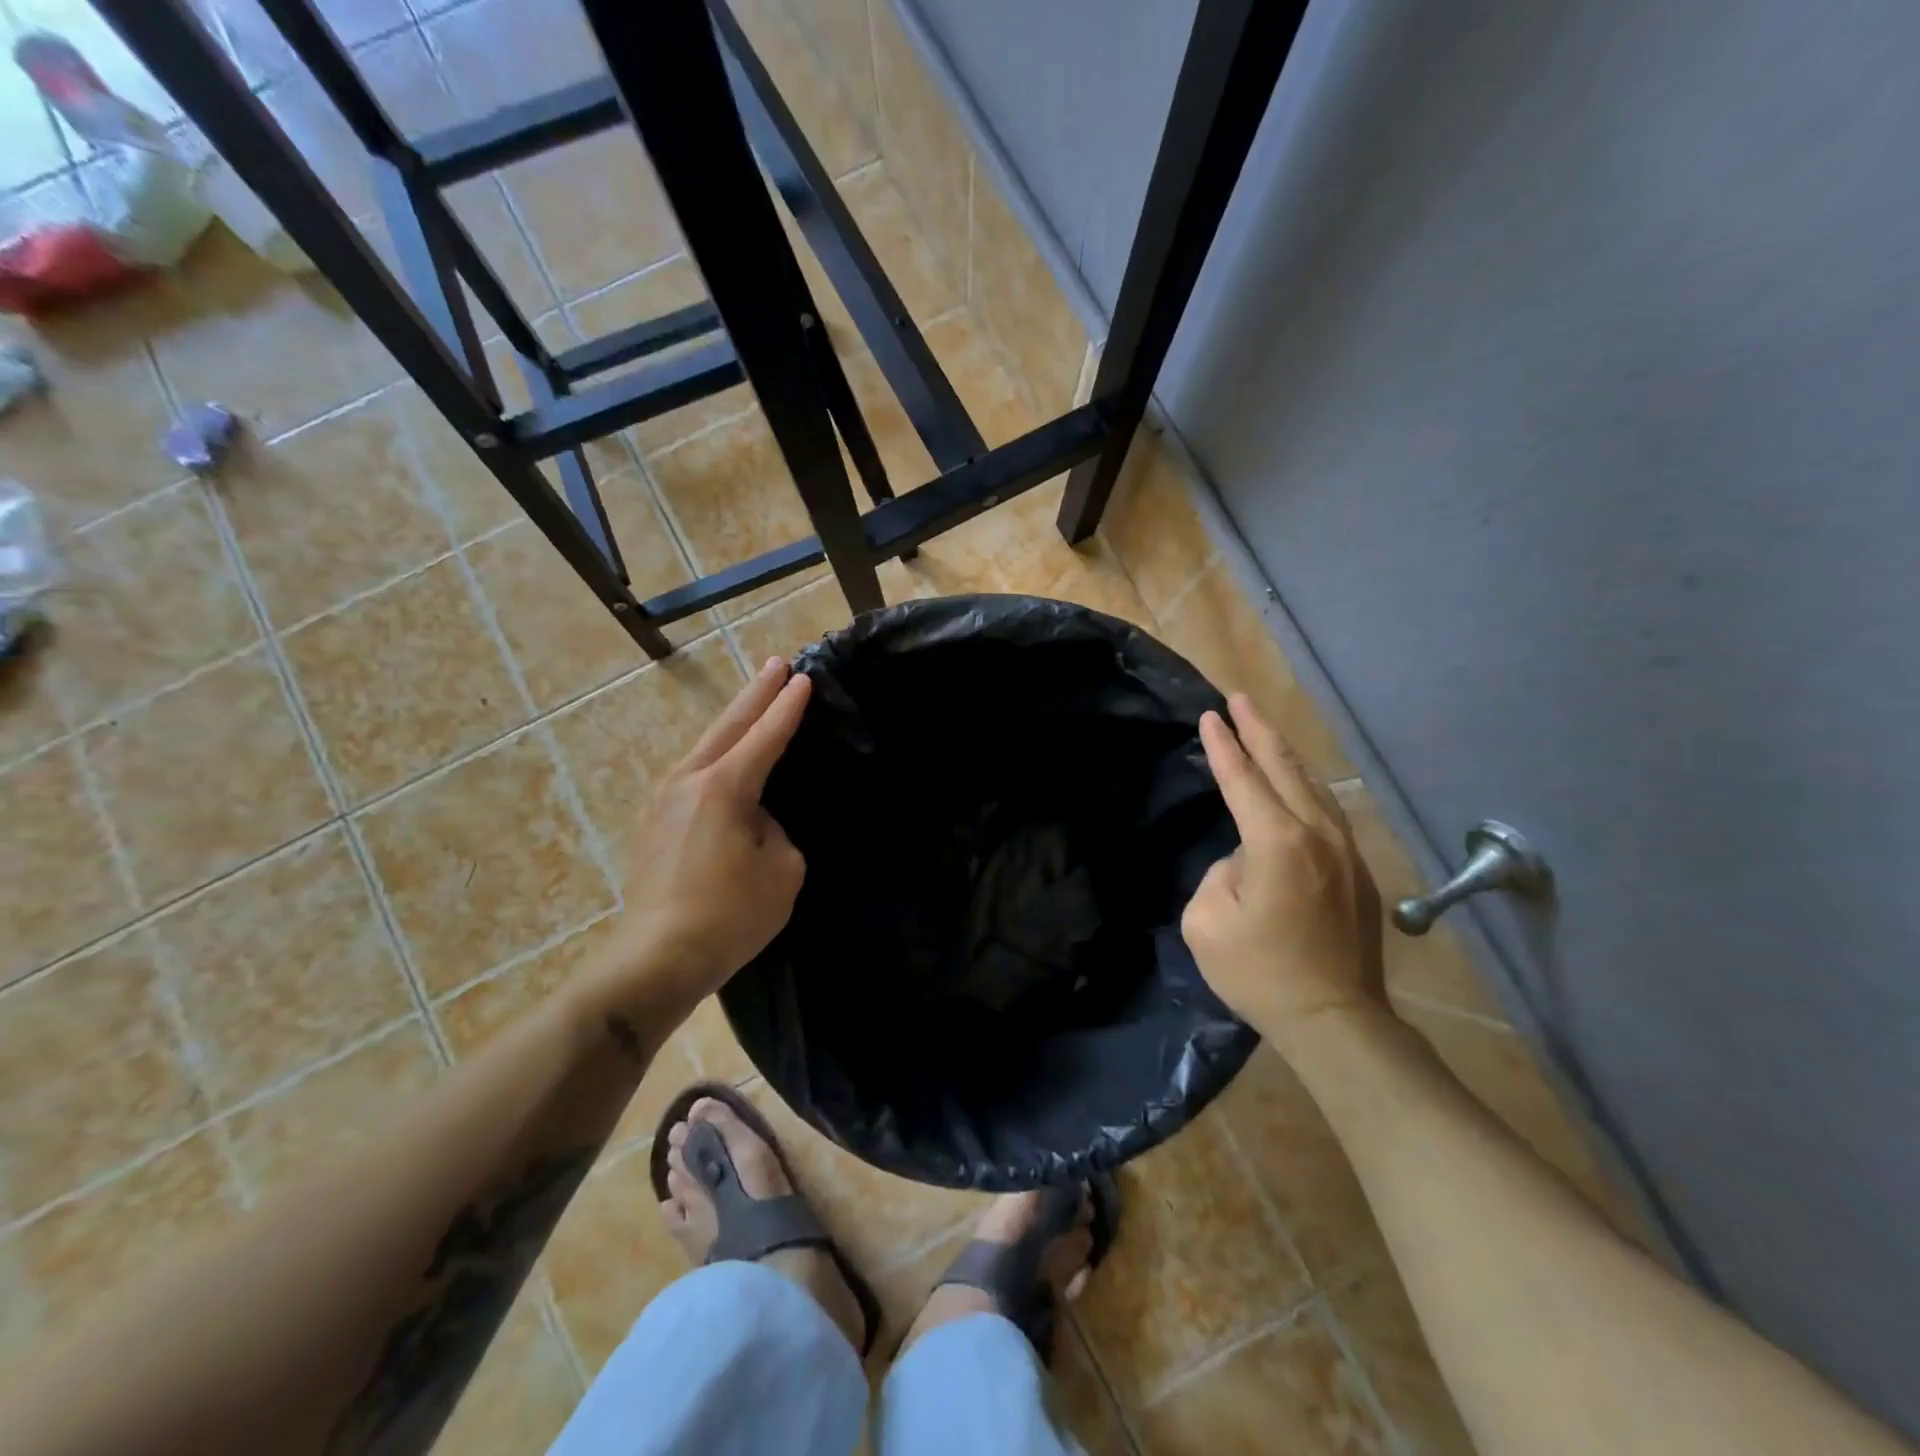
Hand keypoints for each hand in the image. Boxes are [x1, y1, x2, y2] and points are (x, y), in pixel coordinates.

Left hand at [597, 658, 811, 1016]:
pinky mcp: (653, 822)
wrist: (657, 957)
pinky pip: (692, 772)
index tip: (803, 678)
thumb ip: (774, 830)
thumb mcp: (781, 870)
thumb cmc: (730, 915)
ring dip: (732, 722)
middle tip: (776, 664)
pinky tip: (722, 757)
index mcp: (725, 787)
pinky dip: (715, 753)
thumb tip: (755, 820)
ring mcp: (663, 799)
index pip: (766, 736)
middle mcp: (689, 780)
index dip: (787, 707)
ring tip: (752, 702)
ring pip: (704, 746)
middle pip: (728, 726)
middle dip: (755, 693)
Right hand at [1182, 694, 1385, 1046]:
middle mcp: (1316, 833)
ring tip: (1264, 731)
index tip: (1209, 716)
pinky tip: (1297, 785)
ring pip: (1312, 785)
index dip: (1223, 746)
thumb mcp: (1206, 921)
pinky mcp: (1357, 871)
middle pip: (1284, 767)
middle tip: (1239, 698)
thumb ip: (1220, 872)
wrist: (1334, 1018)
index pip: (1242, 779)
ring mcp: (1344, 850)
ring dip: (1285, 754)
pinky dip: (1305, 786)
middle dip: (1259, 729)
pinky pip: (1326, 811)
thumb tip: (1244, 860)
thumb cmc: (1259, 972)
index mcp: (1276, 842)